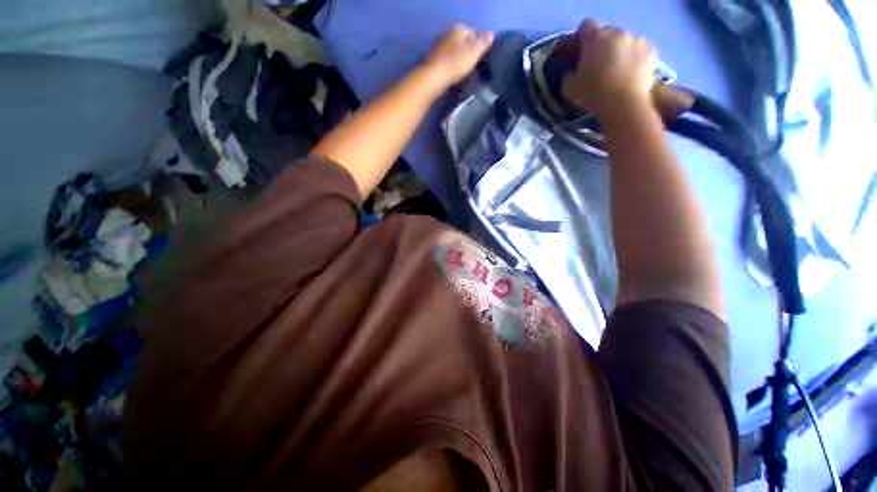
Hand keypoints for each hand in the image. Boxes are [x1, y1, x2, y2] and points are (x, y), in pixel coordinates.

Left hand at [423, 24, 493, 91]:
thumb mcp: (474, 53)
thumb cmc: (456, 64)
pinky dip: (453, 66)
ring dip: (461, 60)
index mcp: (459, 30)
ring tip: (468, 71)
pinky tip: (456, 75)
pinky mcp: (434, 61)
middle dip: (470, 51)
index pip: (475, 32)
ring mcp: (439, 47)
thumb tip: (491, 33)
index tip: (486, 56)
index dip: (482, 43)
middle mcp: (448, 35)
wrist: (433, 78)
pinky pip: (448, 61)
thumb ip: (483, 42)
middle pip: (464, 42)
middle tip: (477, 65)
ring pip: (455, 52)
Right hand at [561, 19, 656, 119]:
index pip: (585, 25)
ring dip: (618, 50)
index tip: (580, 53)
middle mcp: (617, 31)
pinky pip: (638, 48)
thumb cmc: (592, 94)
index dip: (581, 38)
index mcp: (595, 37)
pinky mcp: (651, 48)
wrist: (624, 104)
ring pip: (623, 40)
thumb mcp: (568, 88)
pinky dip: (633, 57)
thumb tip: (572, 69)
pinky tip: (629, 72)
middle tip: (598, 65)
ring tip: (616, 70)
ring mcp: (636, 38)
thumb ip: (568, 73)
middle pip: (606, 32)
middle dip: (601, 45)